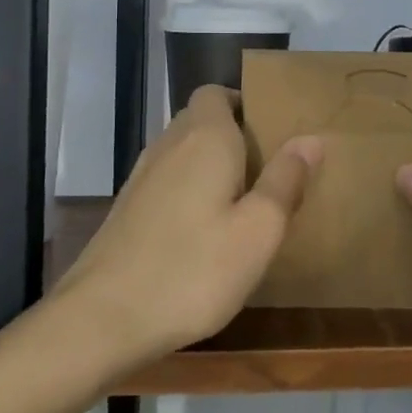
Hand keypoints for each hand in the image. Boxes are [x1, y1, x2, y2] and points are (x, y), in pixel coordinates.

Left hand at [52, 85, 320, 366]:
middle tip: (267, 170)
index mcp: (205, 139)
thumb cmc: (193, 270)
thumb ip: (285, 181)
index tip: (271, 131)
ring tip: (241, 201)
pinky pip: (167, 182)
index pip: (216, 92)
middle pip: (200, 120)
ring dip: (210, 165)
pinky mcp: (126, 210)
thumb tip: (310, 139)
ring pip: (182, 152)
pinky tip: (204, 232)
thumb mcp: (258, 231)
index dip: (243, 103)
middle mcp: (169, 146)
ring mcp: (141, 178)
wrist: (101, 320)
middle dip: (233, 135)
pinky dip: (188, 191)